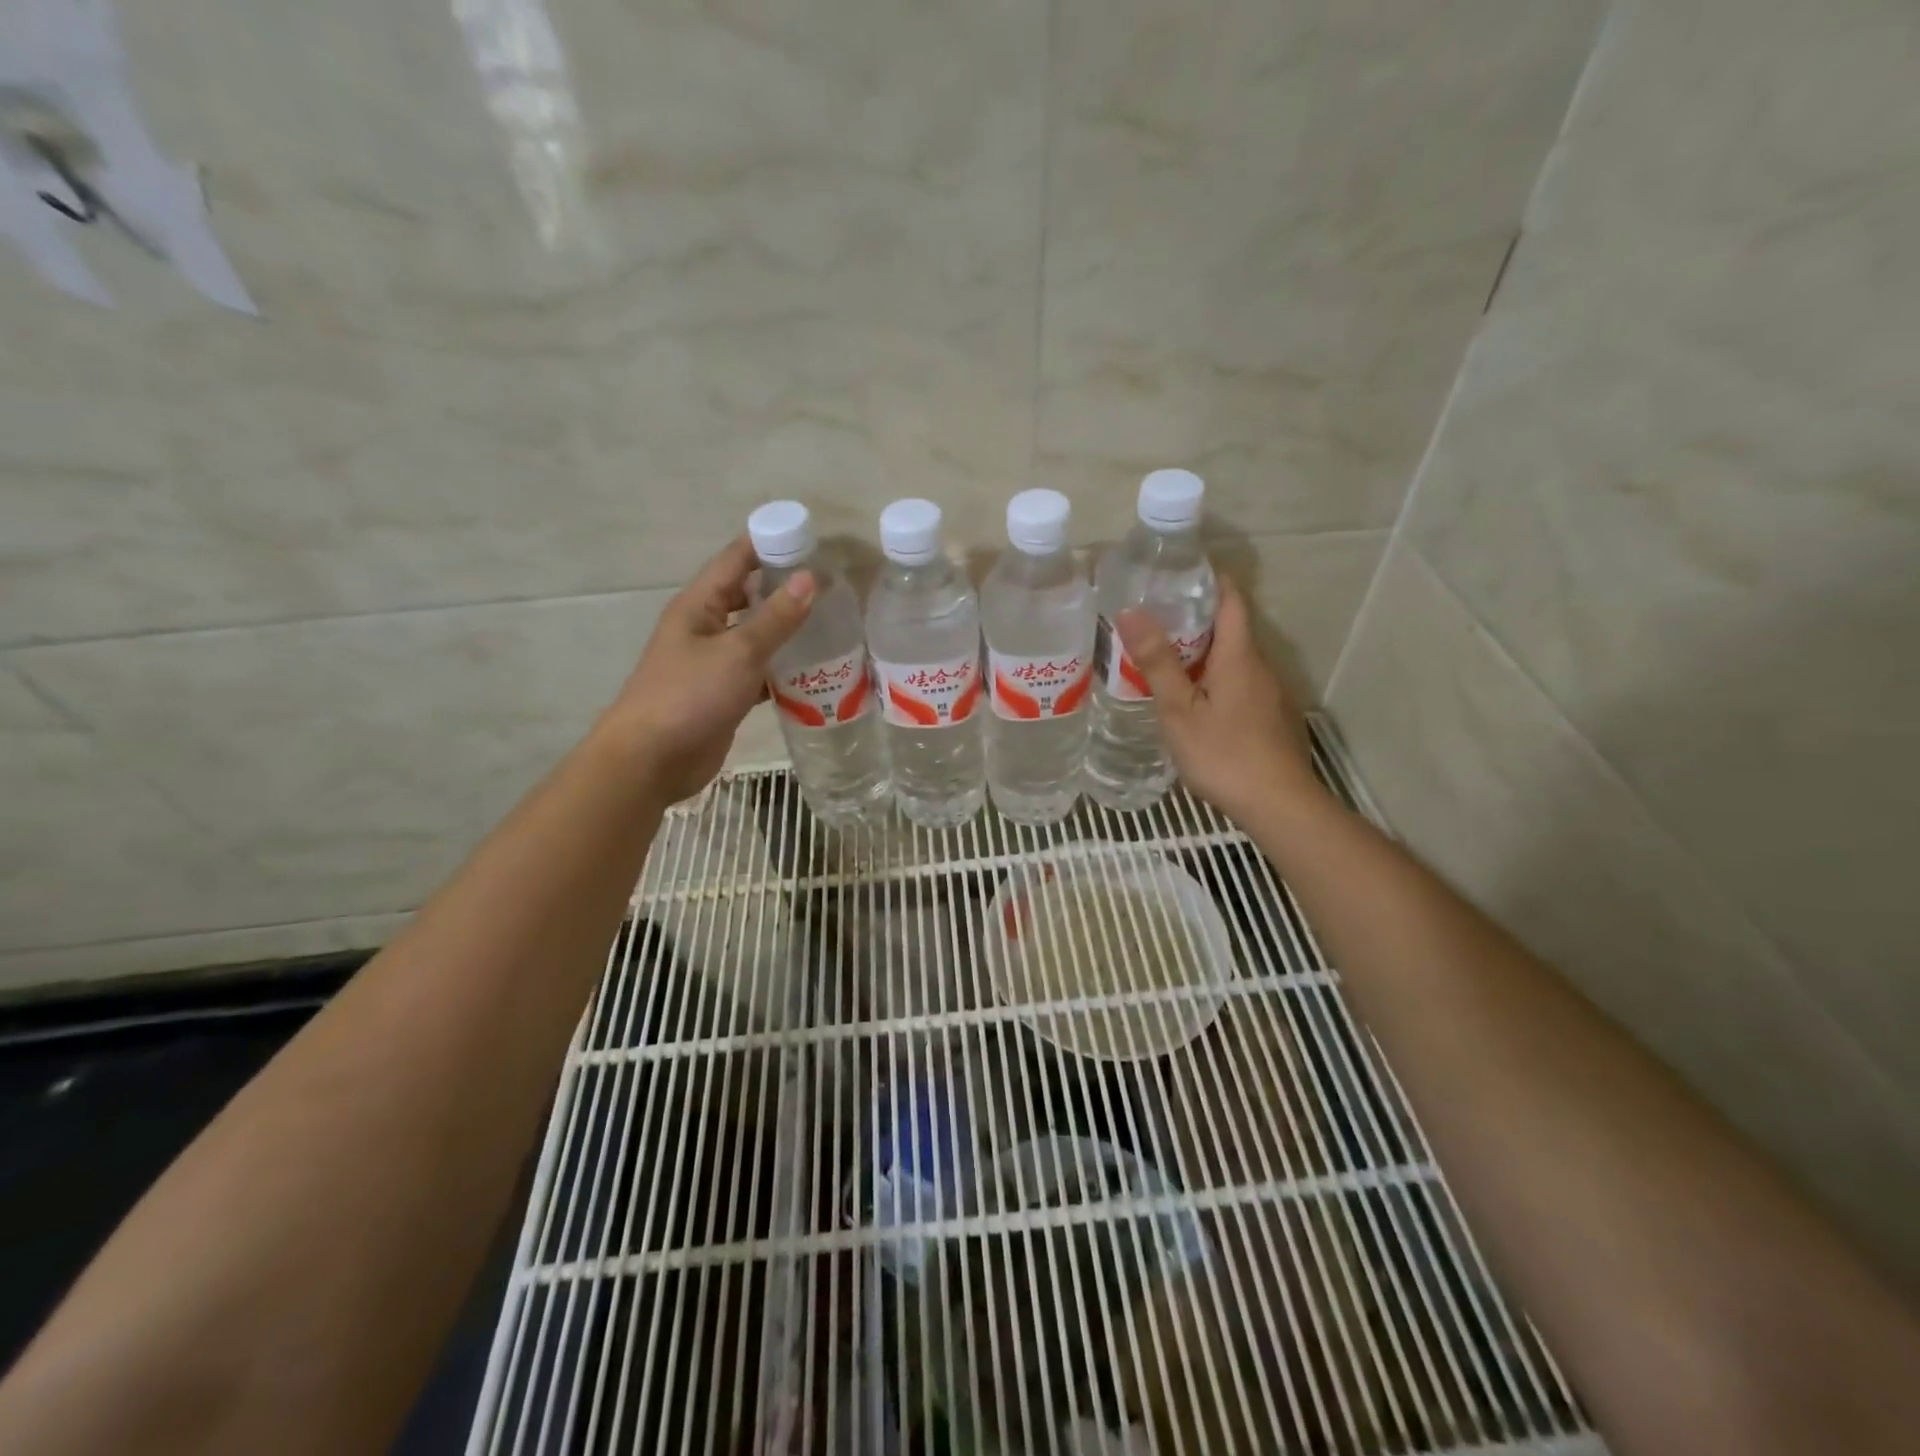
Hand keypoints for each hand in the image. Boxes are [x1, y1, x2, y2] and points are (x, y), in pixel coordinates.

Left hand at [597, 537, 814, 802]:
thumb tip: (810, 578)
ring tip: (831, 624)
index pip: (736, 559)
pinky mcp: (723, 693)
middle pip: (748, 595)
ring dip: (787, 630)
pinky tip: (813, 671)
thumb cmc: (689, 696)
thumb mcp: (738, 652)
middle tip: (831, 587)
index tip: (813, 541)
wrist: (651, 760)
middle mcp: (704, 627)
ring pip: (755, 635)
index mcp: (699, 605)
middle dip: (784, 588)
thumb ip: (776, 618)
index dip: (770, 544)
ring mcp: (713, 662)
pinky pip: (758, 670)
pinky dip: (782, 668)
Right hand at [1115, 578, 1320, 822]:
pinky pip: (1241, 684)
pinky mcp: (1272, 718)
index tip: (1179, 571)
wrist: (1279, 806)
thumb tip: (1132, 611)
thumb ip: (1157, 662)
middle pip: (1232, 628)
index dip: (1210, 579)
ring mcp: (1271, 694)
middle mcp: (1261, 667)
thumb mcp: (1179, 709)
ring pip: (1235, 659)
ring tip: (1164, 658)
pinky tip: (1193, 700)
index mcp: (1240, 656)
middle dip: (1196, 617)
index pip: (1231, 599)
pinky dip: (1215, 678)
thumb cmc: (1224, 754)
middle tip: (1154, 617)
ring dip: (1204, 652)